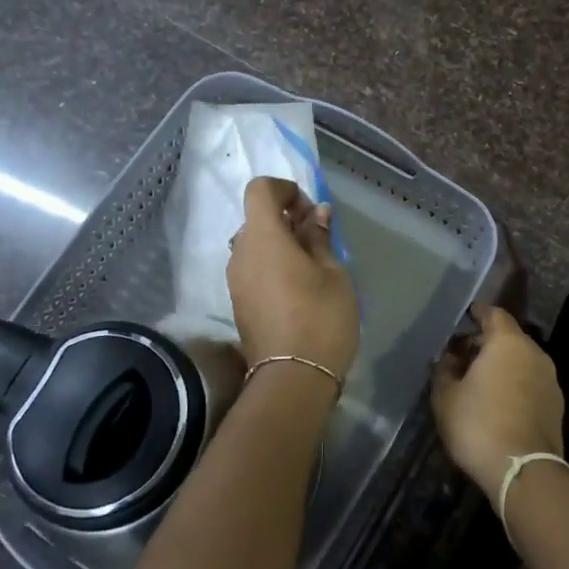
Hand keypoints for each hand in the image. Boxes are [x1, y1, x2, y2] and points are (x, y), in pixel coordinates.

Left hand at [226, 177, 358, 382]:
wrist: (293, 378)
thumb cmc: (321, 317)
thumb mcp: (333, 273)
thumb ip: (320, 238)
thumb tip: (316, 214)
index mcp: (262, 237)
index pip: (260, 190)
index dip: (285, 190)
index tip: (311, 211)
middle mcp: (240, 253)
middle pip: (256, 218)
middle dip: (286, 218)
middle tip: (318, 238)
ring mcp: (235, 280)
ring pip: (254, 245)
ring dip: (279, 244)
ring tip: (311, 265)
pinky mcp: (238, 303)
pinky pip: (253, 269)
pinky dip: (272, 265)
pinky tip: (299, 288)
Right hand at [431, 305, 563, 502]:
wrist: (522, 470)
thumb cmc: (478, 424)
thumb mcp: (446, 397)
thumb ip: (444, 370)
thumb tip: (449, 358)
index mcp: (508, 343)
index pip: (494, 314)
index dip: (478, 313)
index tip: (466, 315)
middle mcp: (535, 354)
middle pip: (509, 338)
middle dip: (486, 342)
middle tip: (463, 354)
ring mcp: (550, 380)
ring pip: (521, 361)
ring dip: (501, 365)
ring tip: (478, 380)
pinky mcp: (556, 406)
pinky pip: (530, 383)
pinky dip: (514, 383)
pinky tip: (497, 401)